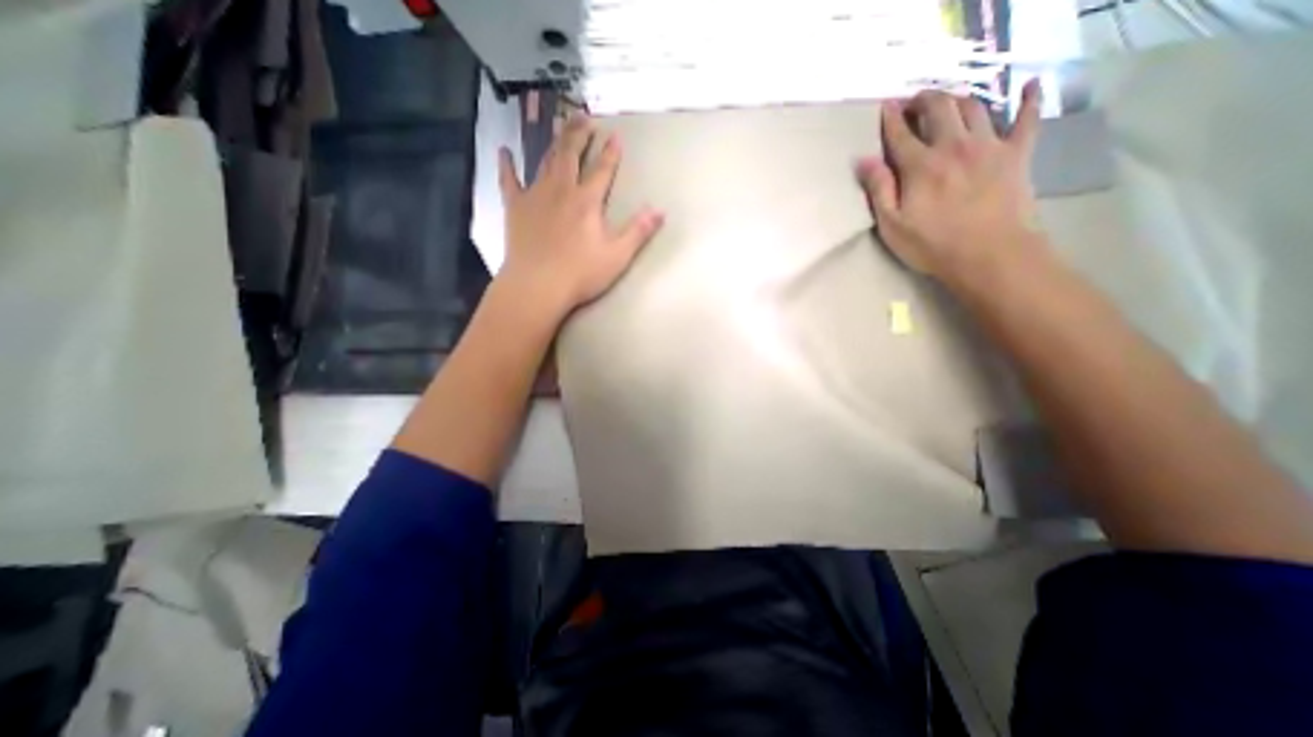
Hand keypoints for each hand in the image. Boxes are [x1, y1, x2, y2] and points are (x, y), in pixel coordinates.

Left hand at [495, 115, 668, 315]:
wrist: (538, 285)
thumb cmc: (580, 273)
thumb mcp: (617, 256)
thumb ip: (638, 231)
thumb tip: (660, 211)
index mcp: (587, 201)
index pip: (602, 170)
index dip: (611, 153)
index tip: (616, 135)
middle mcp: (561, 190)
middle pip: (571, 155)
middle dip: (579, 135)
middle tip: (584, 116)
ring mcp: (535, 196)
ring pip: (545, 161)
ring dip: (554, 143)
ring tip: (559, 126)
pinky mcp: (515, 208)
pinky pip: (508, 181)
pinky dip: (507, 165)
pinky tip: (504, 151)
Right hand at [864, 81, 1047, 284]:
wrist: (989, 255)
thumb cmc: (932, 245)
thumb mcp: (892, 225)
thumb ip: (878, 190)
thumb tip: (863, 160)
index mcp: (920, 166)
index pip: (900, 134)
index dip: (891, 118)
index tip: (886, 106)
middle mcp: (954, 146)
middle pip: (939, 108)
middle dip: (925, 99)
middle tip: (916, 102)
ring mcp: (989, 146)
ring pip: (975, 107)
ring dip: (959, 99)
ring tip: (949, 103)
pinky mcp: (1016, 153)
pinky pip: (1027, 118)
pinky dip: (1029, 99)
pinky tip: (1031, 85)